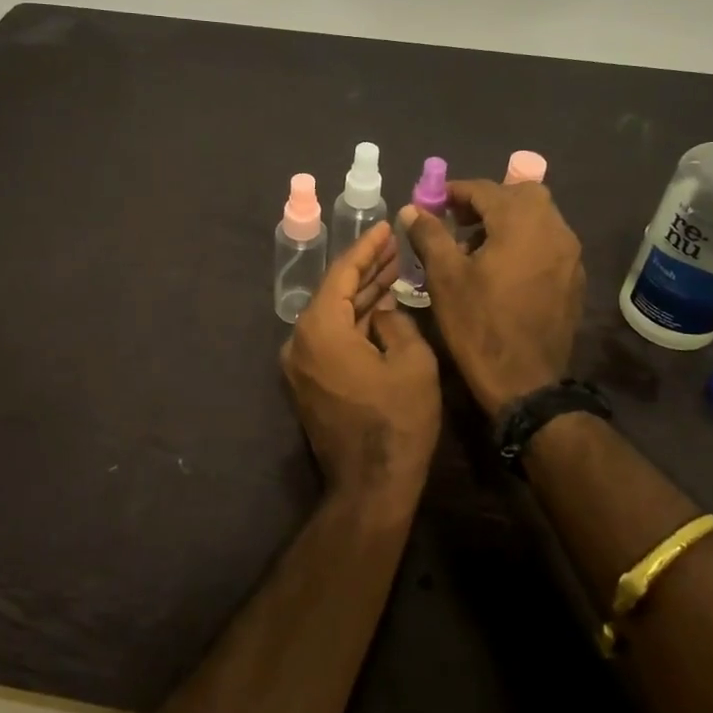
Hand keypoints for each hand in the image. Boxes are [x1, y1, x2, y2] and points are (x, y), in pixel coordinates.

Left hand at [281, 223, 441, 520]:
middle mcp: (300, 340)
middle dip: (366, 269)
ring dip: (363, 296)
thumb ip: (397, 323)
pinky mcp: (310, 382)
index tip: (387, 226)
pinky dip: (356, 322)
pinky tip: (381, 308)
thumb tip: (384, 312)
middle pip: (335, 292)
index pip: (342, 273)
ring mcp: (301, 364)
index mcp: (320, 328)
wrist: (370, 486)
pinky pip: (332, 339)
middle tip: (395, 246)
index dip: (367, 248)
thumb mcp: (412, 363)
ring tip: (393, 270)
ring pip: (335, 316)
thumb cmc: (396, 421)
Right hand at [400, 181, 584, 416]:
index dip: (454, 192)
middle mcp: (554, 229)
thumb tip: (412, 208)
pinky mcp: (574, 278)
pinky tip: (502, 269)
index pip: (485, 189)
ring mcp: (570, 254)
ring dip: (507, 220)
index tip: (431, 204)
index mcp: (522, 222)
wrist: (526, 382)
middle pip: (520, 195)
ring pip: (538, 218)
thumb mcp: (444, 277)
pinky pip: (548, 243)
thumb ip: (429, 234)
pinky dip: (524, 241)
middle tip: (457, 222)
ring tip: (476, 248)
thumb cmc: (479, 325)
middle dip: (486, 201)